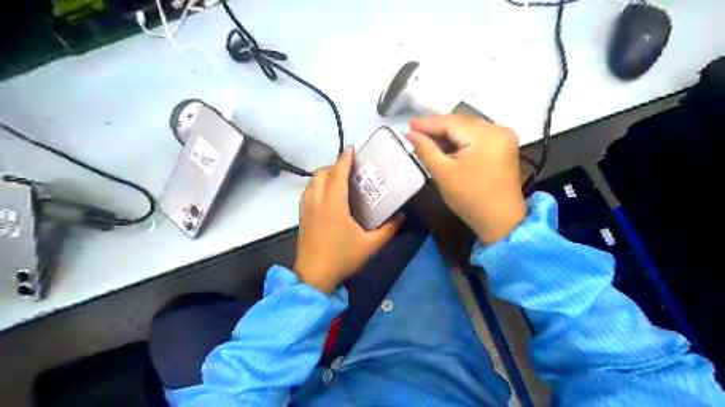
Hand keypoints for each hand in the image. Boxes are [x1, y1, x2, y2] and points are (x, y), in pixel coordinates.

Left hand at [296, 147, 407, 291]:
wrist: (314, 276)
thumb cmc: (342, 258)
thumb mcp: (370, 245)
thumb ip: (388, 229)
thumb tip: (401, 216)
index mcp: (334, 205)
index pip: (338, 175)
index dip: (344, 160)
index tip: (351, 149)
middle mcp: (317, 202)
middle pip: (322, 174)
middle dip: (334, 166)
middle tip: (349, 168)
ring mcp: (307, 209)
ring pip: (312, 182)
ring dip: (324, 175)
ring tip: (338, 179)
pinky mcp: (302, 217)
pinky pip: (307, 192)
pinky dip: (316, 185)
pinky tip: (325, 194)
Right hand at [407, 113, 527, 244]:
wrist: (500, 221)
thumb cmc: (470, 199)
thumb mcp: (443, 173)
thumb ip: (426, 149)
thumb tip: (410, 132)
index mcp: (486, 135)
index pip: (451, 122)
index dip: (427, 123)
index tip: (408, 124)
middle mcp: (499, 129)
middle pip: (461, 122)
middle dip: (437, 127)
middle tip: (415, 130)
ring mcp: (504, 136)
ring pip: (468, 128)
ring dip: (448, 133)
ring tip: (426, 137)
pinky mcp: (503, 145)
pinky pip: (476, 135)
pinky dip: (460, 139)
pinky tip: (446, 144)